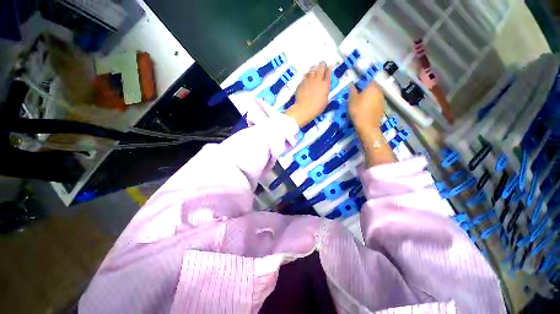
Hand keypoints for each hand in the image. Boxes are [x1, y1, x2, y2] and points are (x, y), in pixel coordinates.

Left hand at [285, 62, 330, 127]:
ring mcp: (308, 80)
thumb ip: (325, 92)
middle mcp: (317, 80)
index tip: (328, 68)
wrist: (303, 109)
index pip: (328, 73)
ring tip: (314, 70)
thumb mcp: (325, 100)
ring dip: (314, 69)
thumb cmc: (316, 108)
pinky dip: (306, 78)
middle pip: (320, 67)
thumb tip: (323, 89)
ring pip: (311, 70)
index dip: (328, 70)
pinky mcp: (301, 83)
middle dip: (322, 65)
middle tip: (322, 65)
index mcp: (325, 85)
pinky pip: (304, 78)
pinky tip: (306, 80)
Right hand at [348, 83, 384, 132]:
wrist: (367, 126)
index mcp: (372, 87)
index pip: (369, 80)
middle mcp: (380, 92)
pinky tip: (365, 111)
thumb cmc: (358, 110)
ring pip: (374, 97)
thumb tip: (351, 85)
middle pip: (372, 89)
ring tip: (360, 105)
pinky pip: (376, 104)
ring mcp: (382, 101)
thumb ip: (352, 91)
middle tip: (357, 98)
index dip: (362, 84)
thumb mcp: (351, 100)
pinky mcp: (382, 109)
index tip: (356, 89)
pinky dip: (371, 106)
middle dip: (366, 92)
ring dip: (369, 99)